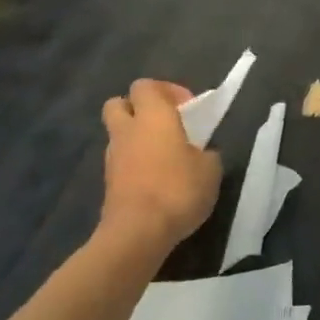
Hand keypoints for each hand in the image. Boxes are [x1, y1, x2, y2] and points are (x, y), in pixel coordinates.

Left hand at [99, 80, 221, 250]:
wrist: (138, 233)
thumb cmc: (178, 189)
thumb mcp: (210, 169)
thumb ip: (205, 153)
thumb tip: (200, 154)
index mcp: (153, 116)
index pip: (145, 86)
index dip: (166, 90)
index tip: (187, 108)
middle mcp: (128, 130)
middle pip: (118, 104)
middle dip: (138, 108)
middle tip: (165, 124)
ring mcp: (113, 157)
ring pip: (118, 134)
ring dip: (137, 139)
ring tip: (164, 157)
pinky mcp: (108, 183)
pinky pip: (121, 162)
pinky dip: (134, 164)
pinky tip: (156, 181)